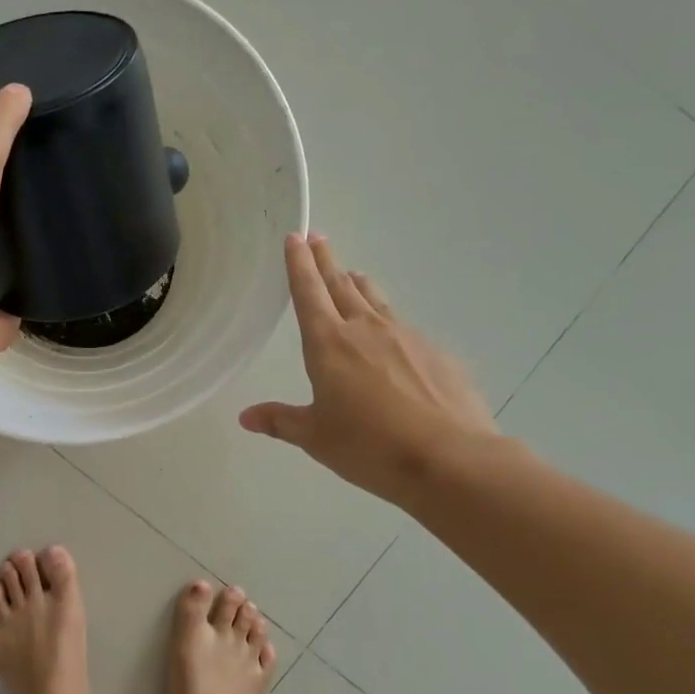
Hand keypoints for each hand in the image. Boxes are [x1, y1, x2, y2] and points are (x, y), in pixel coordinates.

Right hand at [240, 235, 496, 504]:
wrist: (448, 457)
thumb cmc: (369, 446)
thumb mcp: (316, 437)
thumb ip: (281, 421)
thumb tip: (246, 417)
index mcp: (328, 343)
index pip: (308, 292)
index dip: (298, 264)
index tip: (295, 236)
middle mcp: (365, 329)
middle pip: (341, 284)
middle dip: (326, 261)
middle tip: (318, 239)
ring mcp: (405, 336)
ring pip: (375, 300)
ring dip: (358, 284)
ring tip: (352, 274)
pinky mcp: (435, 352)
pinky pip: (404, 328)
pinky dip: (389, 322)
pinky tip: (392, 338)